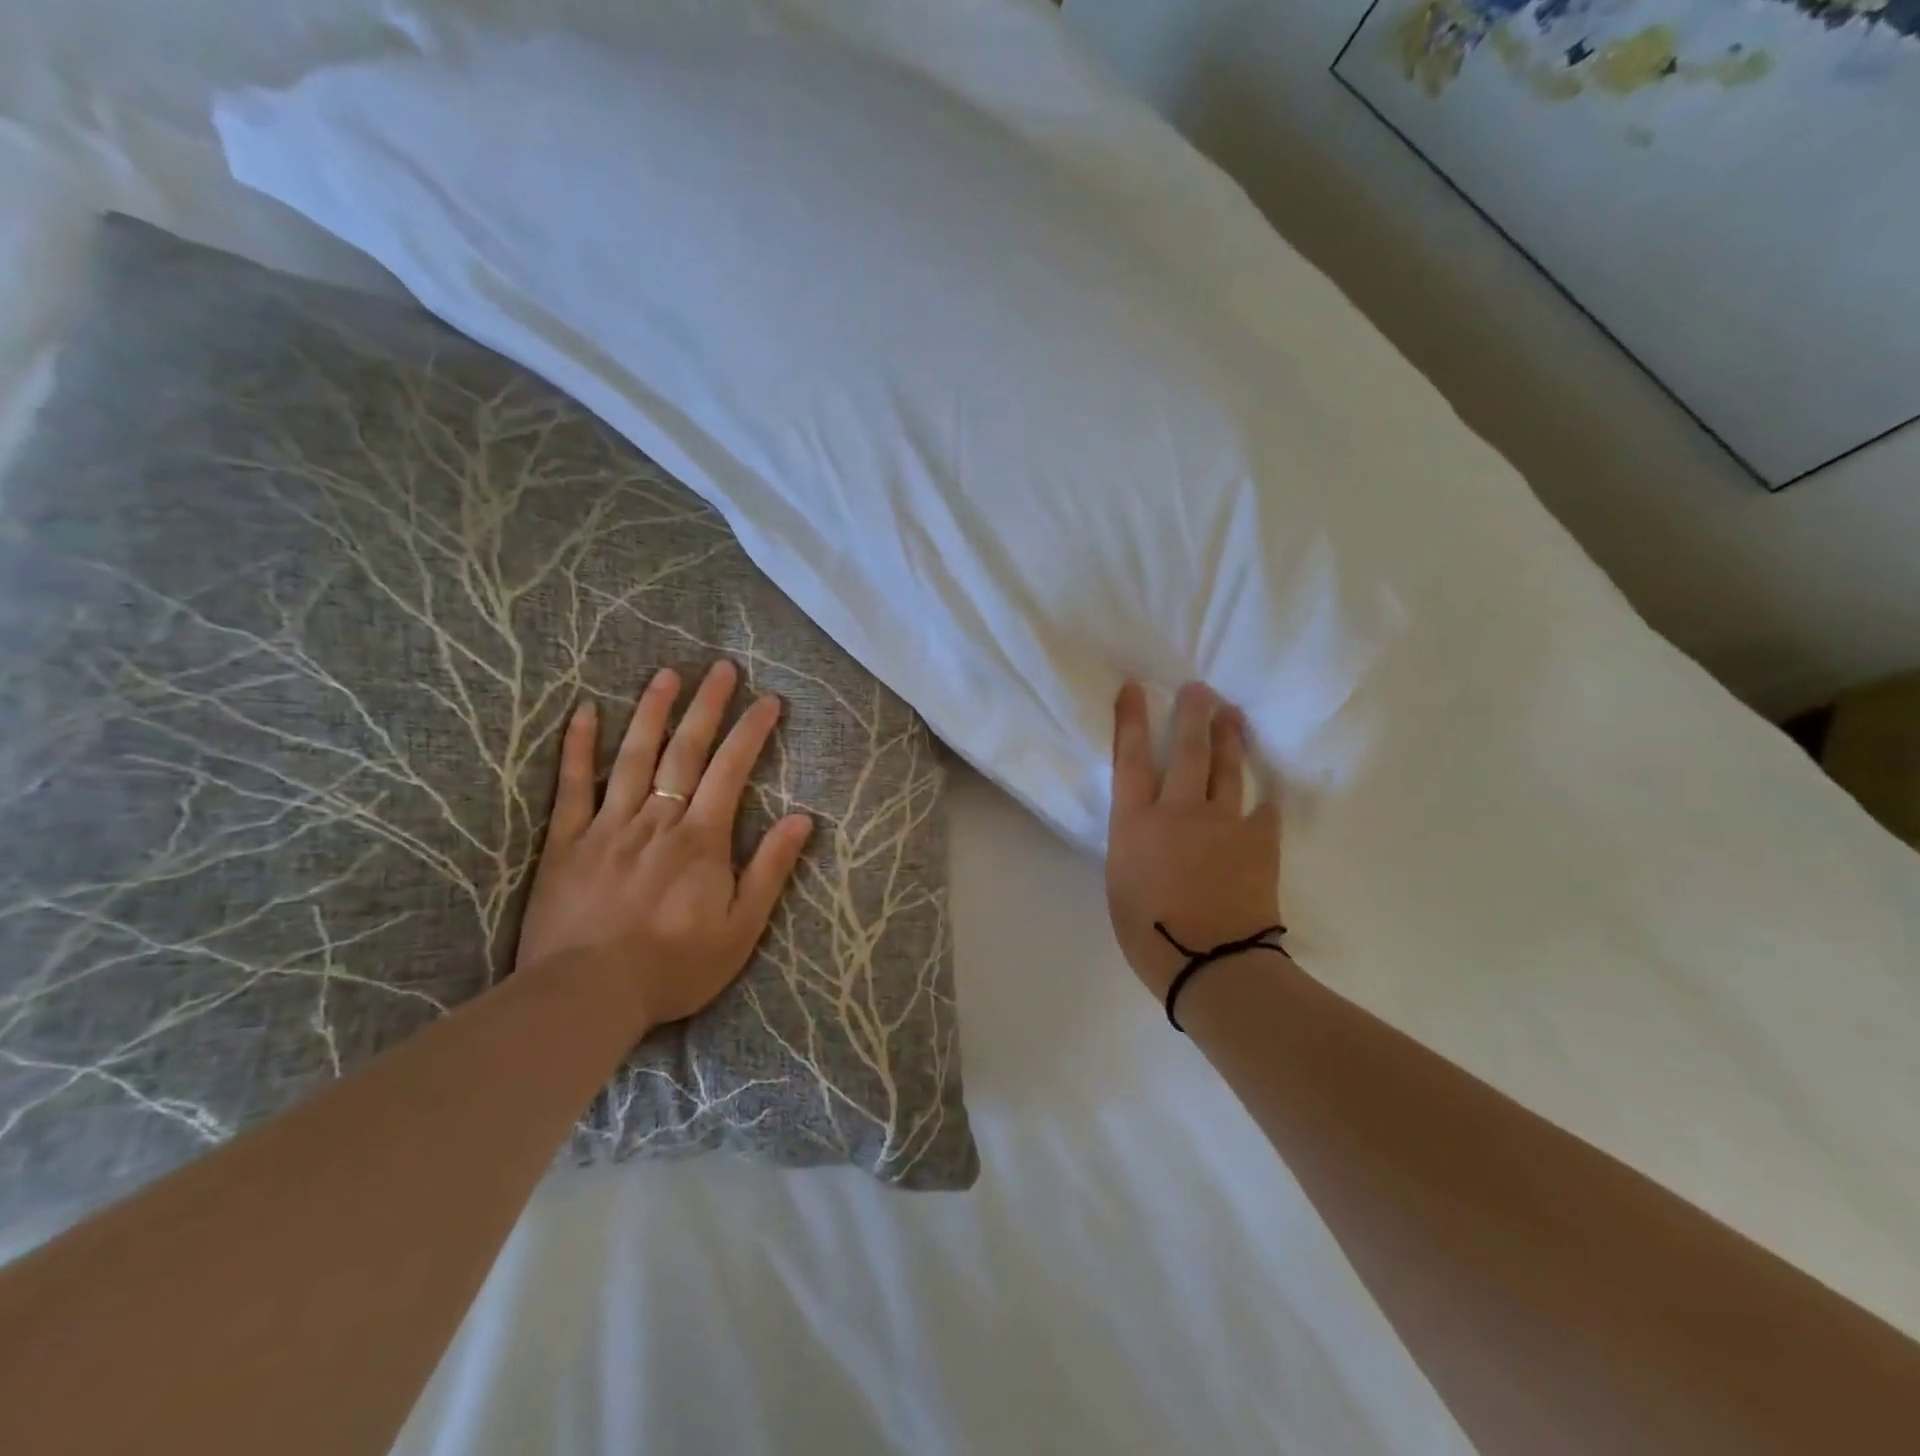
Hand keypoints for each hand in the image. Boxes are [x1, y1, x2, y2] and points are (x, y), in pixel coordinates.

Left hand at [514, 661, 813, 1034]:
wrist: (588, 996)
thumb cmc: (674, 966)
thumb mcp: (742, 928)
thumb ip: (771, 869)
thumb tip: (803, 819)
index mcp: (701, 839)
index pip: (732, 770)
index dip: (752, 731)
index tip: (768, 700)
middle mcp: (657, 820)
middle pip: (685, 750)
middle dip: (707, 706)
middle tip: (722, 668)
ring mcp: (608, 826)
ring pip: (633, 756)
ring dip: (652, 711)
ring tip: (667, 674)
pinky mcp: (567, 842)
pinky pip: (572, 785)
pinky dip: (578, 746)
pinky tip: (584, 711)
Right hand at [1106, 680, 1283, 997]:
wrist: (1210, 960)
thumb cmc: (1148, 934)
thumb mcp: (1121, 884)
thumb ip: (1134, 848)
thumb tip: (1148, 837)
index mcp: (1135, 822)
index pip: (1130, 758)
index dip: (1131, 719)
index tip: (1136, 688)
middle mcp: (1178, 809)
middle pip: (1186, 750)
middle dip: (1192, 714)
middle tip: (1200, 688)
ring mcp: (1222, 822)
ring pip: (1226, 769)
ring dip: (1229, 739)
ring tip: (1233, 715)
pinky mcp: (1258, 841)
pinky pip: (1263, 812)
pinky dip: (1264, 803)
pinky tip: (1268, 796)